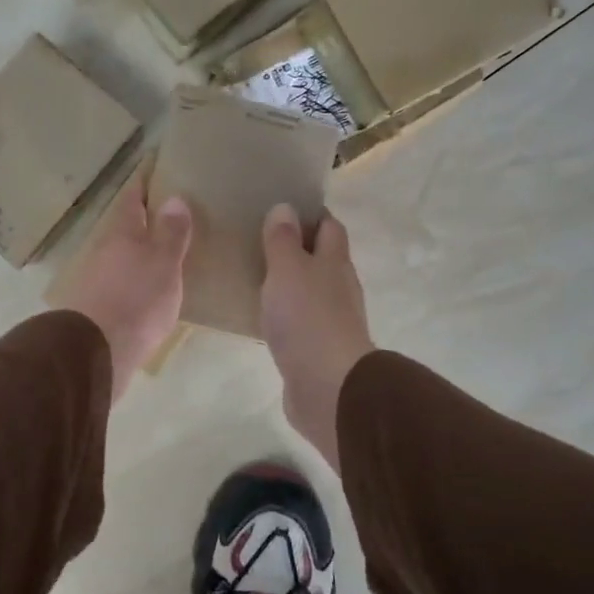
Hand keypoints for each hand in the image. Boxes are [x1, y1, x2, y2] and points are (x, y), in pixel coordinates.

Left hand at [50, 164, 192, 401]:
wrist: (94, 354)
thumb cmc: (136, 300)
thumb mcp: (163, 264)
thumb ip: (171, 233)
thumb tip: (173, 197)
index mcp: (120, 232)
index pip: (132, 196)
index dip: (145, 182)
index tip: (159, 169)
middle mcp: (102, 249)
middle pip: (124, 226)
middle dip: (144, 219)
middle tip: (171, 213)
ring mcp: (94, 278)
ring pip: (119, 255)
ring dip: (138, 251)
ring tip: (165, 252)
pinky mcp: (94, 307)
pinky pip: (118, 282)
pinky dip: (133, 279)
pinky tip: (147, 289)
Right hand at [260, 203, 374, 470]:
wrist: (328, 387)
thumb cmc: (307, 318)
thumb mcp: (288, 269)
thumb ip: (283, 240)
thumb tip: (285, 207)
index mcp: (335, 262)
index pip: (329, 226)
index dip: (311, 215)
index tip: (282, 207)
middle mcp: (339, 288)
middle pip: (323, 259)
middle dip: (298, 248)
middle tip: (259, 240)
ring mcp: (332, 321)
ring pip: (310, 291)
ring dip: (290, 283)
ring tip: (255, 276)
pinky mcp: (318, 350)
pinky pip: (300, 323)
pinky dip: (285, 315)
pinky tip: (262, 318)